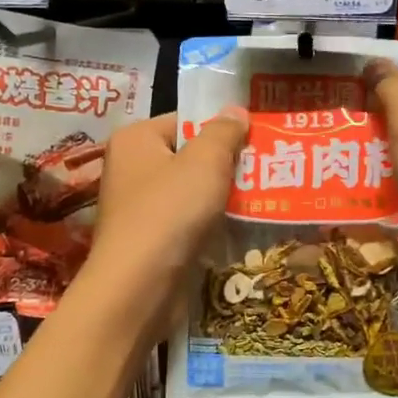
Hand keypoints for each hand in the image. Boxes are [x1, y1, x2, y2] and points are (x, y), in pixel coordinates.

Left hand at [87, 108, 249, 306]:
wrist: (139, 287)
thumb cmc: (170, 212)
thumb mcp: (205, 162)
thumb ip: (223, 132)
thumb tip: (236, 111)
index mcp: (135, 140)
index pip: (185, 121)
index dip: (221, 129)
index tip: (256, 141)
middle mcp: (130, 169)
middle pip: (189, 157)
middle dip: (226, 166)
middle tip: (266, 170)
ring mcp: (137, 208)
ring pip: (190, 193)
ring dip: (221, 198)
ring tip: (261, 199)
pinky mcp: (149, 241)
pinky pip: (186, 223)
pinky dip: (209, 225)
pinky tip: (238, 230)